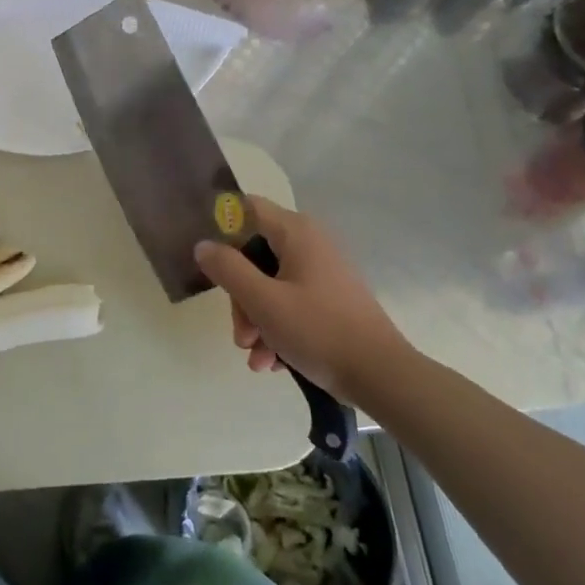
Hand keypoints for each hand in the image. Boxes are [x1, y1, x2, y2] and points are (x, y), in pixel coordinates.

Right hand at [194, 197, 413, 407]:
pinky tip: (274, 362)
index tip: (207, 259)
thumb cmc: (319, 331)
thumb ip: (228, 269)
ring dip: (256, 320)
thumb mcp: (263, 301)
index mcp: (296, 232)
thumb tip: (203, 245)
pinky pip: (291, 304)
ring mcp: (322, 273)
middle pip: (255, 255)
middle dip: (241, 296)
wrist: (382, 376)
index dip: (222, 228)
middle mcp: (310, 244)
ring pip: (270, 285)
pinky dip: (277, 329)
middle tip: (241, 333)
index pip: (247, 208)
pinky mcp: (330, 300)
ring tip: (257, 357)